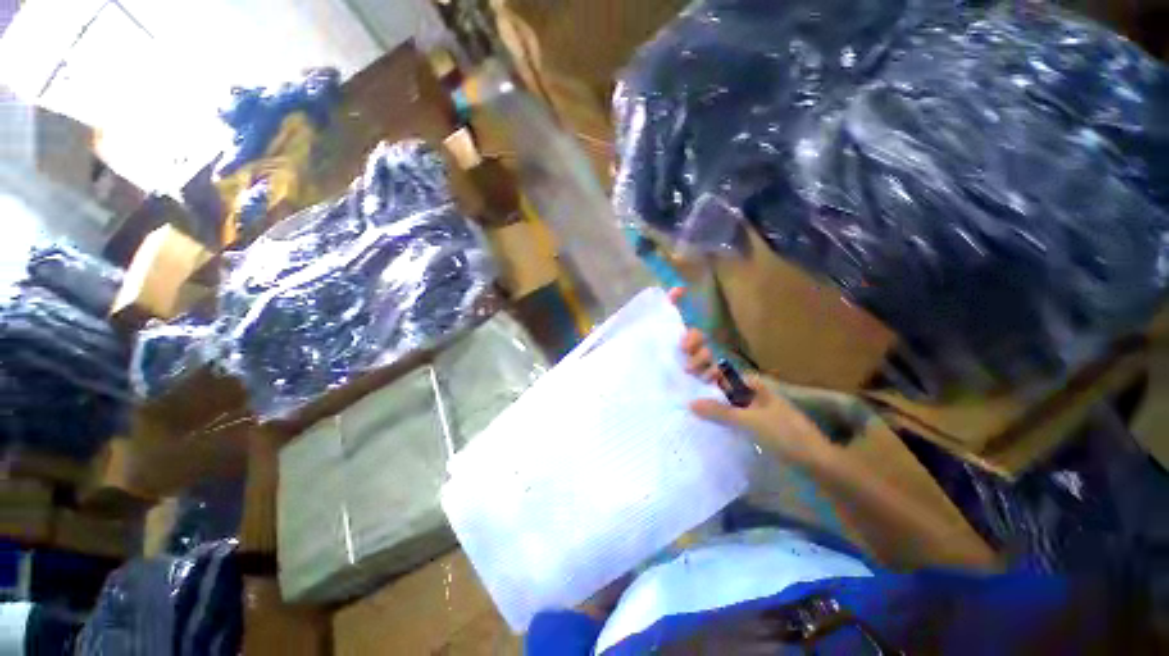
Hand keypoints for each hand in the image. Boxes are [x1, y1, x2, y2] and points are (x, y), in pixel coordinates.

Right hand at [671, 288, 833, 466]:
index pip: (721, 369)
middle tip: (683, 381)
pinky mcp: (751, 423)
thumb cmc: (786, 435)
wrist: (816, 462)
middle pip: (719, 380)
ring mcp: (750, 407)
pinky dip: (715, 413)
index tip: (686, 369)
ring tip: (686, 401)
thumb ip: (720, 412)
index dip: (702, 365)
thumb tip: (690, 403)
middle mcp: (750, 391)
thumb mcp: (751, 422)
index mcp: (752, 383)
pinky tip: (702, 418)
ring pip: (722, 398)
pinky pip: (727, 413)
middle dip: (701, 377)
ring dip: (706, 397)